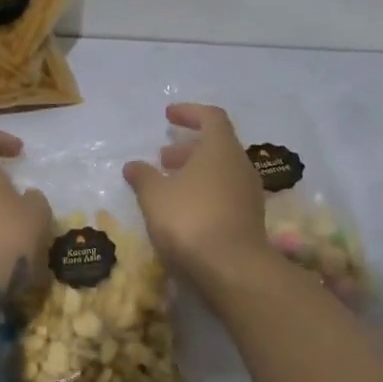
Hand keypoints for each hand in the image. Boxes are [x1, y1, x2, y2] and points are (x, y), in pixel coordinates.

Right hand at [124, 103, 268, 286]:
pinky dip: (204, 192)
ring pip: (220, 172)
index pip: (211, 117)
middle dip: (188, 148)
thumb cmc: (190, 219)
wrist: (232, 269)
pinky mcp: (249, 219)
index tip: (168, 115)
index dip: (189, 112)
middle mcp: (240, 165)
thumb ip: (143, 176)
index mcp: (221, 149)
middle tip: (162, 157)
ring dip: (194, 173)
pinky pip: (225, 194)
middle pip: (216, 146)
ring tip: (168, 185)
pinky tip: (183, 210)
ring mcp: (248, 194)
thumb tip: (133, 165)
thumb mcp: (155, 196)